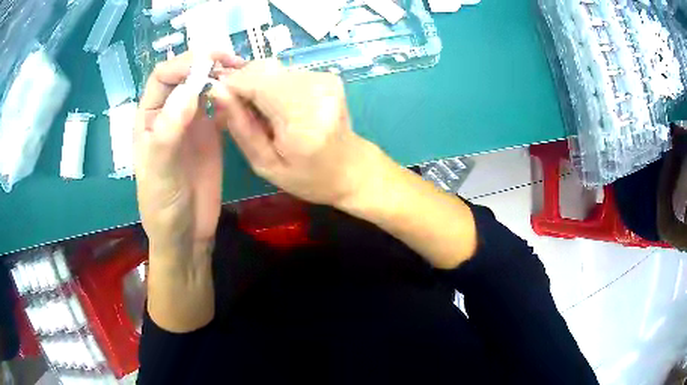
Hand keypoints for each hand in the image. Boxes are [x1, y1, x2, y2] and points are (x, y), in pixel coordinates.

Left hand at [135, 52, 244, 259]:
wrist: (186, 234)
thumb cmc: (163, 206)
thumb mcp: (159, 172)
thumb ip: (168, 132)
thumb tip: (190, 90)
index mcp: (149, 117)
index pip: (163, 76)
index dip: (183, 64)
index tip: (210, 63)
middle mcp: (169, 113)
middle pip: (186, 75)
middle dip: (207, 63)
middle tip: (234, 62)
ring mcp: (192, 123)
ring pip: (205, 87)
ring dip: (222, 77)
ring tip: (244, 74)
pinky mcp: (211, 135)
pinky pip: (222, 108)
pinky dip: (233, 98)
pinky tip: (244, 98)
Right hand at [210, 60, 381, 206]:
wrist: (351, 169)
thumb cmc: (308, 177)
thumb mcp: (266, 164)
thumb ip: (241, 126)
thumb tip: (217, 91)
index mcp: (302, 118)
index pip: (255, 81)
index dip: (231, 85)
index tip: (218, 99)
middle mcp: (316, 89)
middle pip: (263, 69)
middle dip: (242, 84)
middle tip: (237, 110)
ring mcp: (324, 79)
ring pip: (272, 68)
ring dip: (256, 85)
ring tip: (259, 113)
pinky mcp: (326, 75)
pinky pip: (285, 72)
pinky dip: (272, 85)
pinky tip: (276, 107)